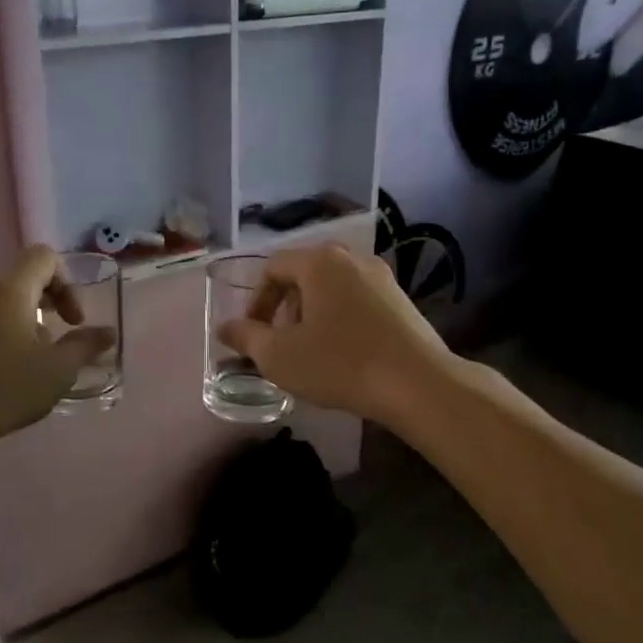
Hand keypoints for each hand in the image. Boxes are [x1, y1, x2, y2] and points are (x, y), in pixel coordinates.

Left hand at [0, 245, 114, 460]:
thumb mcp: (55, 373)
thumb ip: (84, 347)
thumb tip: (107, 333)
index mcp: (10, 290)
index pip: (43, 257)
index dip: (67, 282)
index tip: (72, 321)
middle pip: (20, 281)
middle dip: (44, 307)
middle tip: (54, 344)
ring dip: (18, 325)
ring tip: (25, 366)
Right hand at [217, 245, 452, 429]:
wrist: (418, 384)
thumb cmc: (340, 364)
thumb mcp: (279, 356)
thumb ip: (246, 337)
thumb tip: (224, 328)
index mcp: (319, 262)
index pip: (272, 268)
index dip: (255, 302)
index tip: (253, 336)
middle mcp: (351, 258)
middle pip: (303, 274)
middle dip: (284, 308)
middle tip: (280, 342)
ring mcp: (381, 277)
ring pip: (332, 288)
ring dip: (312, 314)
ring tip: (311, 351)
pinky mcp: (401, 300)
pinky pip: (357, 300)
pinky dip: (340, 319)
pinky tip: (344, 353)